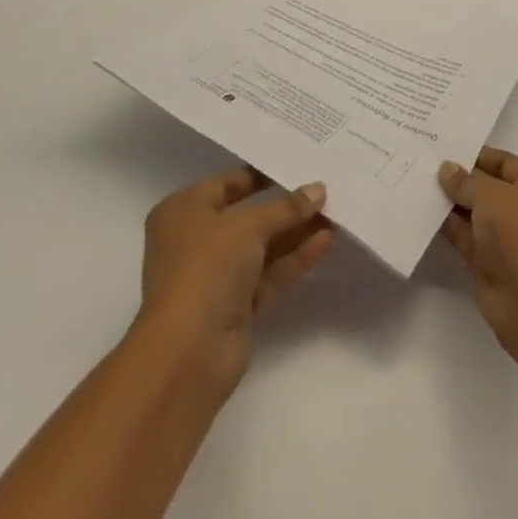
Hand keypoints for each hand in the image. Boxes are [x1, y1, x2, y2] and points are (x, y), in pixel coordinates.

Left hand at [135, 167, 334, 392]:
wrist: (188, 353)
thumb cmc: (206, 268)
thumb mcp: (248, 226)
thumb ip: (285, 208)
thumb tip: (318, 190)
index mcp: (183, 211)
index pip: (227, 184)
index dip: (261, 175)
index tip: (296, 165)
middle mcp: (196, 240)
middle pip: (247, 216)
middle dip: (285, 206)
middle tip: (322, 190)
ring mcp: (216, 276)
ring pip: (262, 247)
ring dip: (295, 232)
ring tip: (334, 213)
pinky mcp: (236, 307)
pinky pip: (269, 273)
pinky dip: (294, 258)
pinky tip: (326, 241)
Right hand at [439, 148, 517, 356]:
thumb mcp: (492, 195)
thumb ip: (466, 181)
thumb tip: (446, 169)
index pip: (504, 163)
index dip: (476, 154)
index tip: (444, 147)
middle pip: (487, 188)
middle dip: (459, 178)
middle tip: (423, 161)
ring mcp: (507, 239)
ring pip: (473, 213)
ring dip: (449, 202)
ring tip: (416, 181)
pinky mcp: (488, 264)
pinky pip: (463, 237)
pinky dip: (446, 226)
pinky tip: (422, 210)